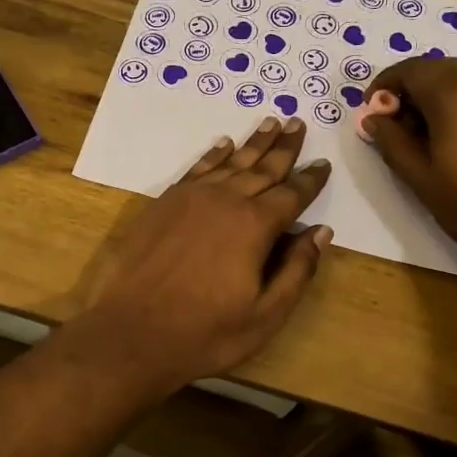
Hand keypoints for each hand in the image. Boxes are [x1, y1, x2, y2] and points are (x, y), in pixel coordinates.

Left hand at [76, 118, 332, 391]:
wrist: (132, 332)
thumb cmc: (205, 333)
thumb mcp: (264, 315)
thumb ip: (296, 271)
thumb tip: (320, 232)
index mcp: (255, 226)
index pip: (292, 194)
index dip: (311, 179)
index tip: (323, 163)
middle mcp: (225, 200)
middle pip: (262, 168)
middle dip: (284, 147)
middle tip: (298, 123)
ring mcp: (190, 198)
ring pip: (230, 162)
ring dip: (252, 143)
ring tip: (270, 123)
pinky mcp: (164, 203)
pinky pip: (196, 169)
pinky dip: (213, 155)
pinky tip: (223, 145)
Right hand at [363, 57, 456, 281]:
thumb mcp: (422, 179)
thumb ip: (392, 142)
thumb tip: (372, 118)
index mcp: (454, 94)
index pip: (410, 70)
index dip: (385, 86)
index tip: (373, 113)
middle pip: (439, 68)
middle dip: (413, 90)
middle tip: (399, 127)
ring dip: (441, 96)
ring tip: (431, 136)